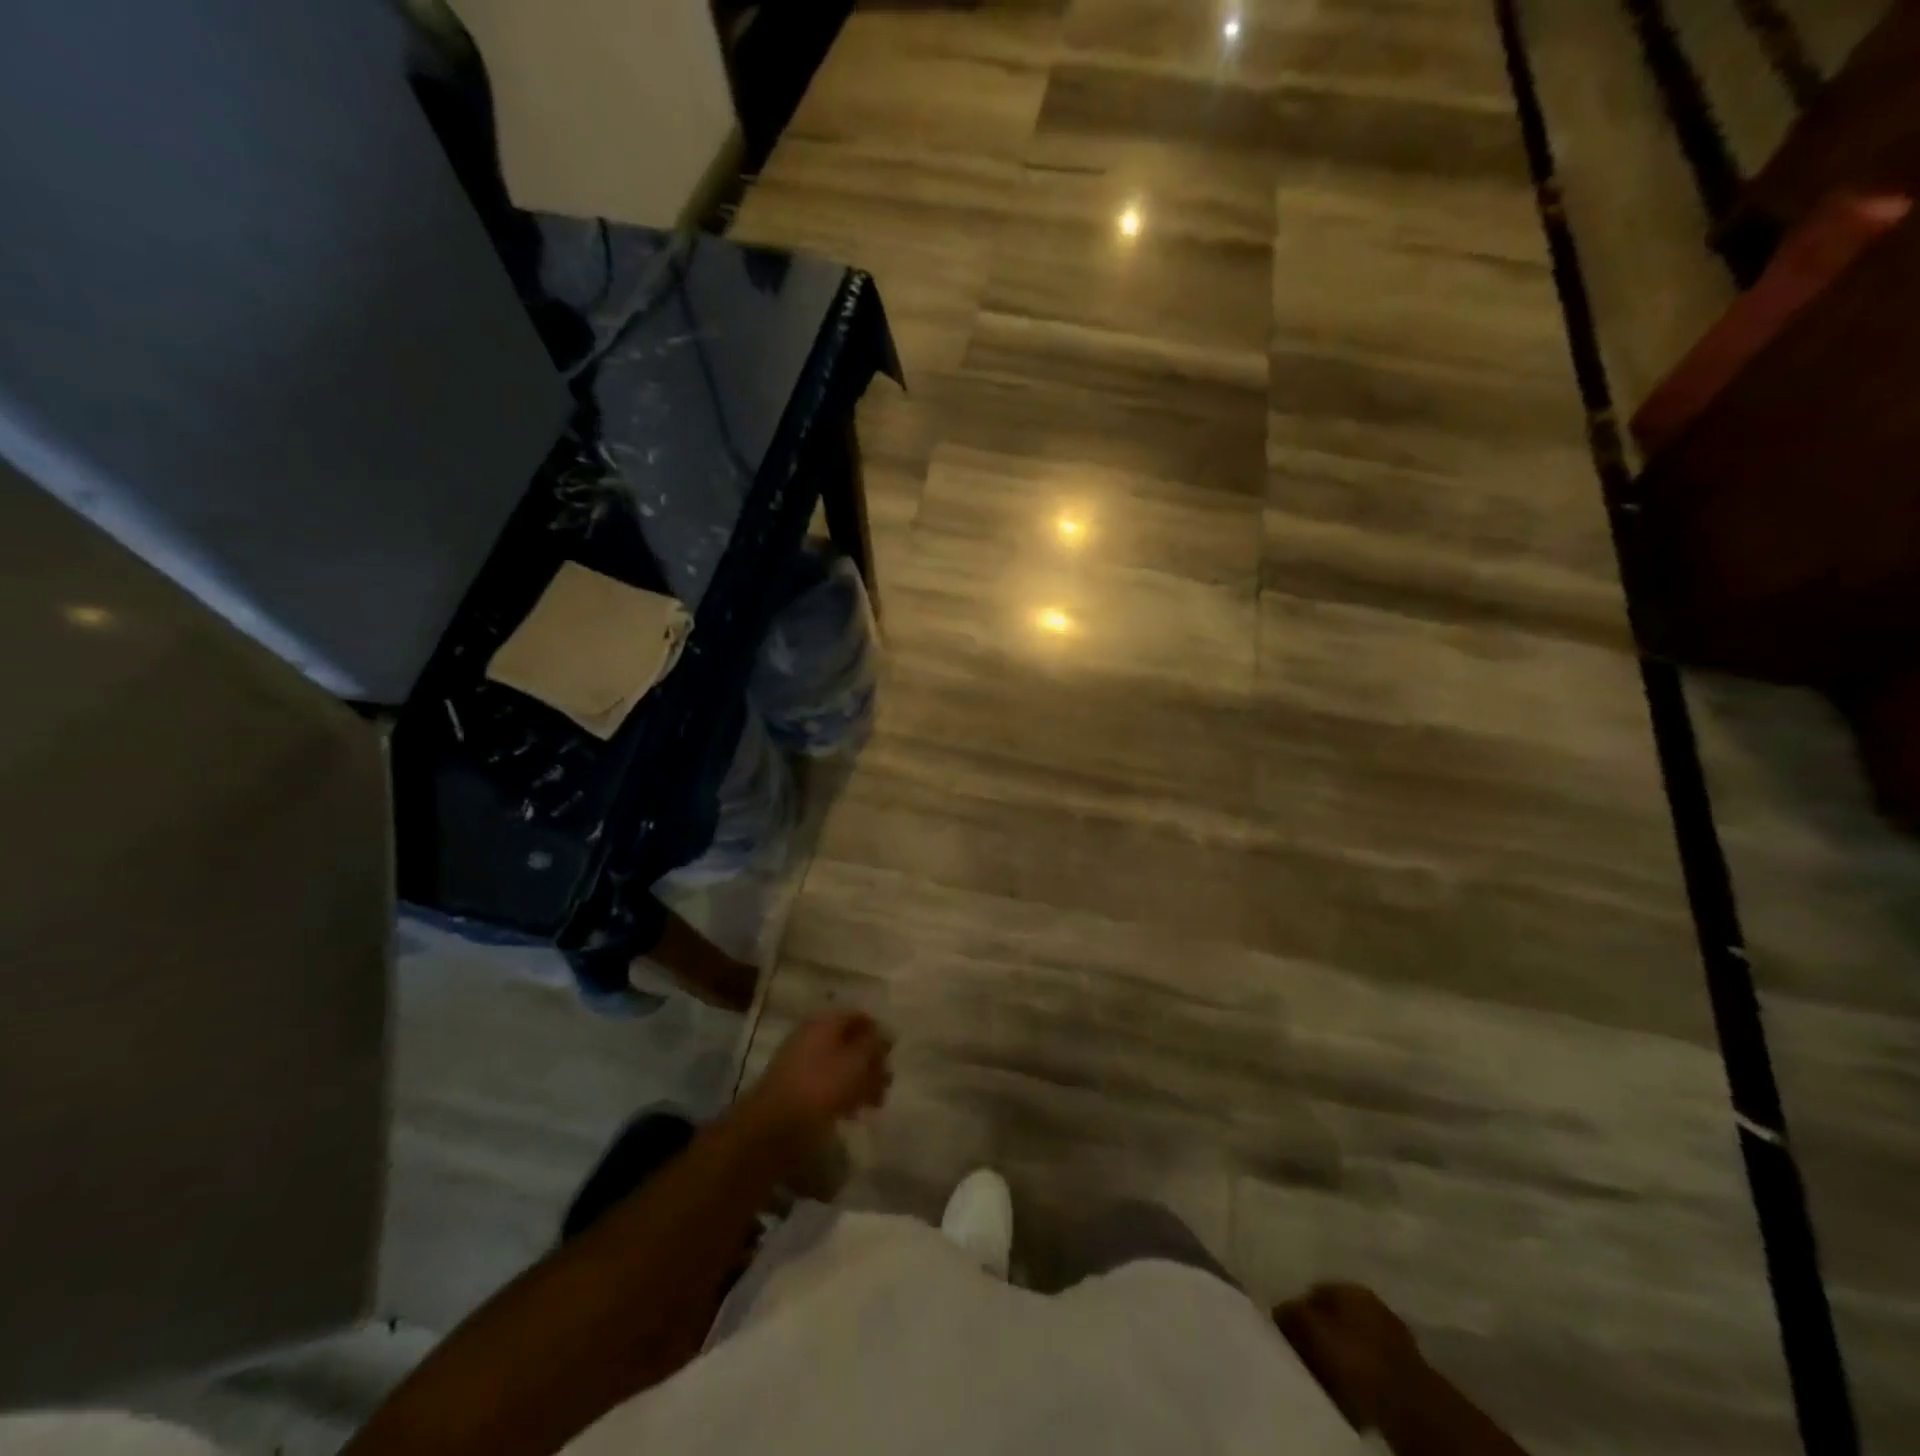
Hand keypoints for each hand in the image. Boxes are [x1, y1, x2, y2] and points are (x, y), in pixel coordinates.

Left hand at [741, 1011, 892, 1139]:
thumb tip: (884, 1033)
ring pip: (840, 1065)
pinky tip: (853, 1113)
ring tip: (874, 1103)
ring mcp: (802, 1063)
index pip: (858, 1015)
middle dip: (871, 1061)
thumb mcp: (857, 1061)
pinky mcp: (797, 1090)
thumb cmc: (821, 1086)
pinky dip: (843, 1094)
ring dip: (860, 1081)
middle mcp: (812, 1036)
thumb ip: (874, 1044)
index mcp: (825, 1022)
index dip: (878, 1032)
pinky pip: (827, 1084)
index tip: (891, 1055)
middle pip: (849, 1041)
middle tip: (886, 1082)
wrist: (774, 1127)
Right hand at [1275, 1283, 1423, 1432]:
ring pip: (1353, 1342)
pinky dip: (1358, 1375)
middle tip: (1303, 1355)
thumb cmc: (1356, 1359)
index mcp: (1351, 1287)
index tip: (1286, 1333)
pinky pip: (1370, 1366)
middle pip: (1335, 1316)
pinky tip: (1349, 1391)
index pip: (1313, 1291)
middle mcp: (1373, 1304)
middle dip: (1319, 1333)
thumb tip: (1278, 1310)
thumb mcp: (1312, 1329)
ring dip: (1340, 1356)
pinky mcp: (1405, 1370)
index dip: (1296, 1311)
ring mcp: (1393, 1337)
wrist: (1410, 1406)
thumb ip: (1291, 1313)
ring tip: (1324, 1376)